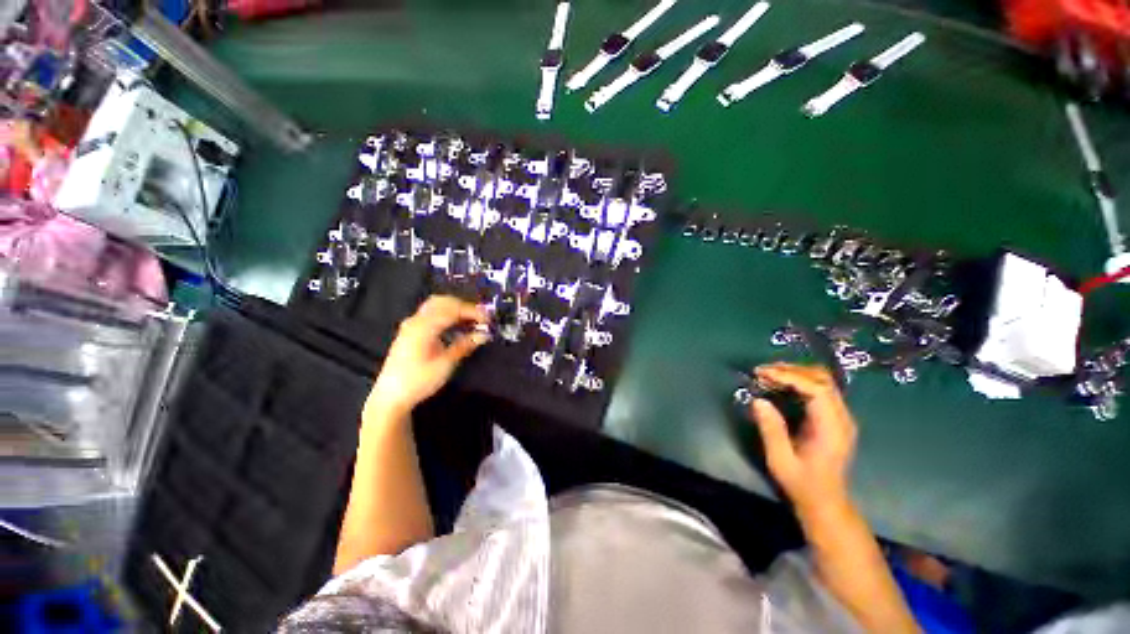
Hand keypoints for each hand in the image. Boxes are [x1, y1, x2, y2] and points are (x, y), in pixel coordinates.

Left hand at [366, 296, 489, 419]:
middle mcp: (416, 320)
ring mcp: (411, 324)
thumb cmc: (418, 381)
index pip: (452, 309)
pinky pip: (431, 314)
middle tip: (482, 318)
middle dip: (465, 306)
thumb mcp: (445, 364)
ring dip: (456, 309)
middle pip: (443, 302)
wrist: (391, 397)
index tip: (489, 319)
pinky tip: (457, 326)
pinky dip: (447, 314)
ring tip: (472, 321)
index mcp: (423, 327)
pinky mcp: (411, 331)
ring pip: (436, 306)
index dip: (472, 311)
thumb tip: (484, 334)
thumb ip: (464, 345)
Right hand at [749, 364, 857, 517]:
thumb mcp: (780, 460)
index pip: (818, 390)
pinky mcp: (834, 417)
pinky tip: (780, 384)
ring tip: (768, 374)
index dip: (790, 377)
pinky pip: (820, 389)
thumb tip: (757, 400)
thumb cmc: (802, 483)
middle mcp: (842, 418)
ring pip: (822, 381)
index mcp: (832, 429)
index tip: (763, 374)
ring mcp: (841, 416)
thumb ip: (771, 430)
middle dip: (791, 370)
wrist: (825, 501)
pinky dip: (799, 381)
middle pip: (822, 379)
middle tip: (762, 372)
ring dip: (795, 373)